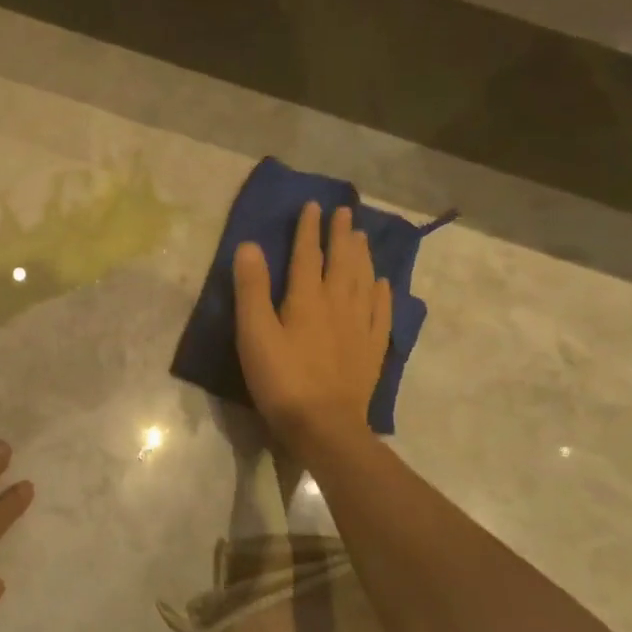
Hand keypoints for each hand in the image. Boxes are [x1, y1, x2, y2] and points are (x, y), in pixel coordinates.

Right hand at [233, 202, 391, 458]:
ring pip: (363, 281)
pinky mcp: (371, 349)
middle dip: (341, 235)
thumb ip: (252, 289)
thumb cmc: (281, 379)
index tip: (313, 205)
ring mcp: (360, 327)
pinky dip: (381, 292)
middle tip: (345, 211)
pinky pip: (380, 311)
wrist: (324, 426)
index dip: (309, 229)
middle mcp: (338, 304)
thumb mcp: (254, 333)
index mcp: (307, 298)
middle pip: (342, 261)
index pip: (308, 254)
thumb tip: (250, 245)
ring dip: (362, 256)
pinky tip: (382, 284)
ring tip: (362, 237)